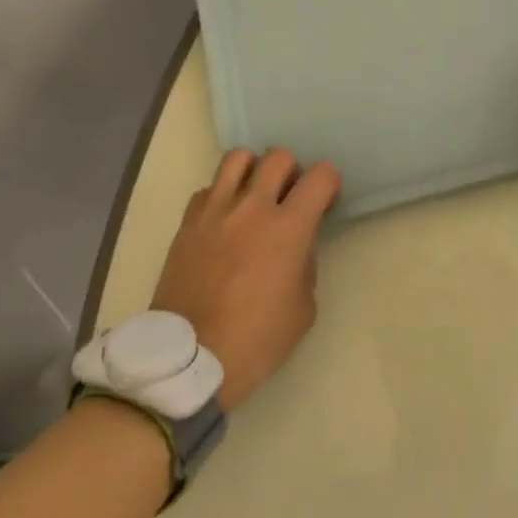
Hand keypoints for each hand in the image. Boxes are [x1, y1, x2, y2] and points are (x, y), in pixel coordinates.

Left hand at [151, 148, 340, 409]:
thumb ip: (306, 264)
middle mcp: (253, 206)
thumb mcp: (303, 309)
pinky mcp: (188, 221)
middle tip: (288, 197)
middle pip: (279, 156)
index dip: (329, 183)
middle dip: (292, 171)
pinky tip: (223, 220)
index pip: (321, 175)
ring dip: (254, 170)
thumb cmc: (255, 340)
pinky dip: (220, 195)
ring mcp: (216, 210)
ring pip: (239, 158)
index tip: (325, 202)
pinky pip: (208, 188)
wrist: (189, 360)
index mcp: (289, 227)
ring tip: (254, 194)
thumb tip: (297, 246)